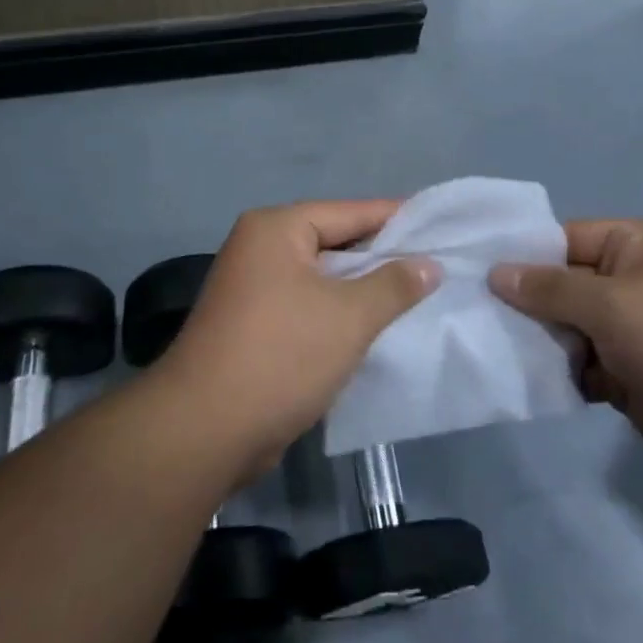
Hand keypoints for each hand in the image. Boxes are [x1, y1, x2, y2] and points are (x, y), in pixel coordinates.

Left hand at [156, 201, 439, 473]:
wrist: (205, 430)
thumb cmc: (282, 355)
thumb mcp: (349, 316)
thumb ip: (394, 285)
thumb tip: (428, 264)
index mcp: (276, 229)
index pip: (348, 212)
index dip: (395, 218)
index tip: (438, 225)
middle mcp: (259, 248)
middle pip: (333, 242)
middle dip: (380, 257)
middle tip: (433, 264)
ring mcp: (251, 288)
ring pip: (320, 279)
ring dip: (360, 290)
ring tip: (414, 297)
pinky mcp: (251, 326)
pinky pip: (306, 306)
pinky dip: (337, 314)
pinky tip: (372, 329)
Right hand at [490, 220, 642, 484]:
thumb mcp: (612, 305)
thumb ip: (550, 289)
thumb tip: (496, 273)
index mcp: (634, 246)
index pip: (564, 239)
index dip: (523, 254)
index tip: (476, 271)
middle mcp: (629, 281)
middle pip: (562, 284)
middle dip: (526, 302)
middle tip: (475, 314)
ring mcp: (630, 328)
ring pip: (568, 326)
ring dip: (540, 340)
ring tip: (495, 348)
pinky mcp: (629, 371)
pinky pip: (581, 362)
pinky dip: (560, 371)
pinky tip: (529, 379)